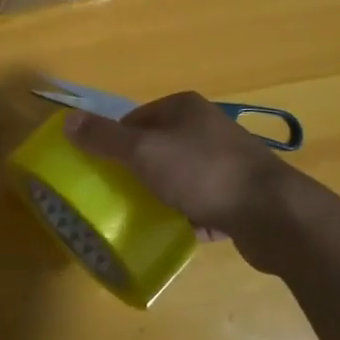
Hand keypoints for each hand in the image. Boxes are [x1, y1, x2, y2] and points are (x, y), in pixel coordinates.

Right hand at [64, 93, 294, 271]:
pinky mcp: (240, 193)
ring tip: (145, 216)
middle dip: (138, 171)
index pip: (136, 119)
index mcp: (184, 108)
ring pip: (180, 175)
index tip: (102, 170)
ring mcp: (227, 160)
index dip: (115, 142)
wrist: (272, 213)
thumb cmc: (202, 172)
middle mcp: (207, 127)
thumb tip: (68, 120)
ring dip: (163, 194)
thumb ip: (105, 137)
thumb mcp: (144, 152)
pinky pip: (202, 201)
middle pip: (157, 147)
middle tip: (119, 196)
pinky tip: (178, 231)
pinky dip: (189, 214)